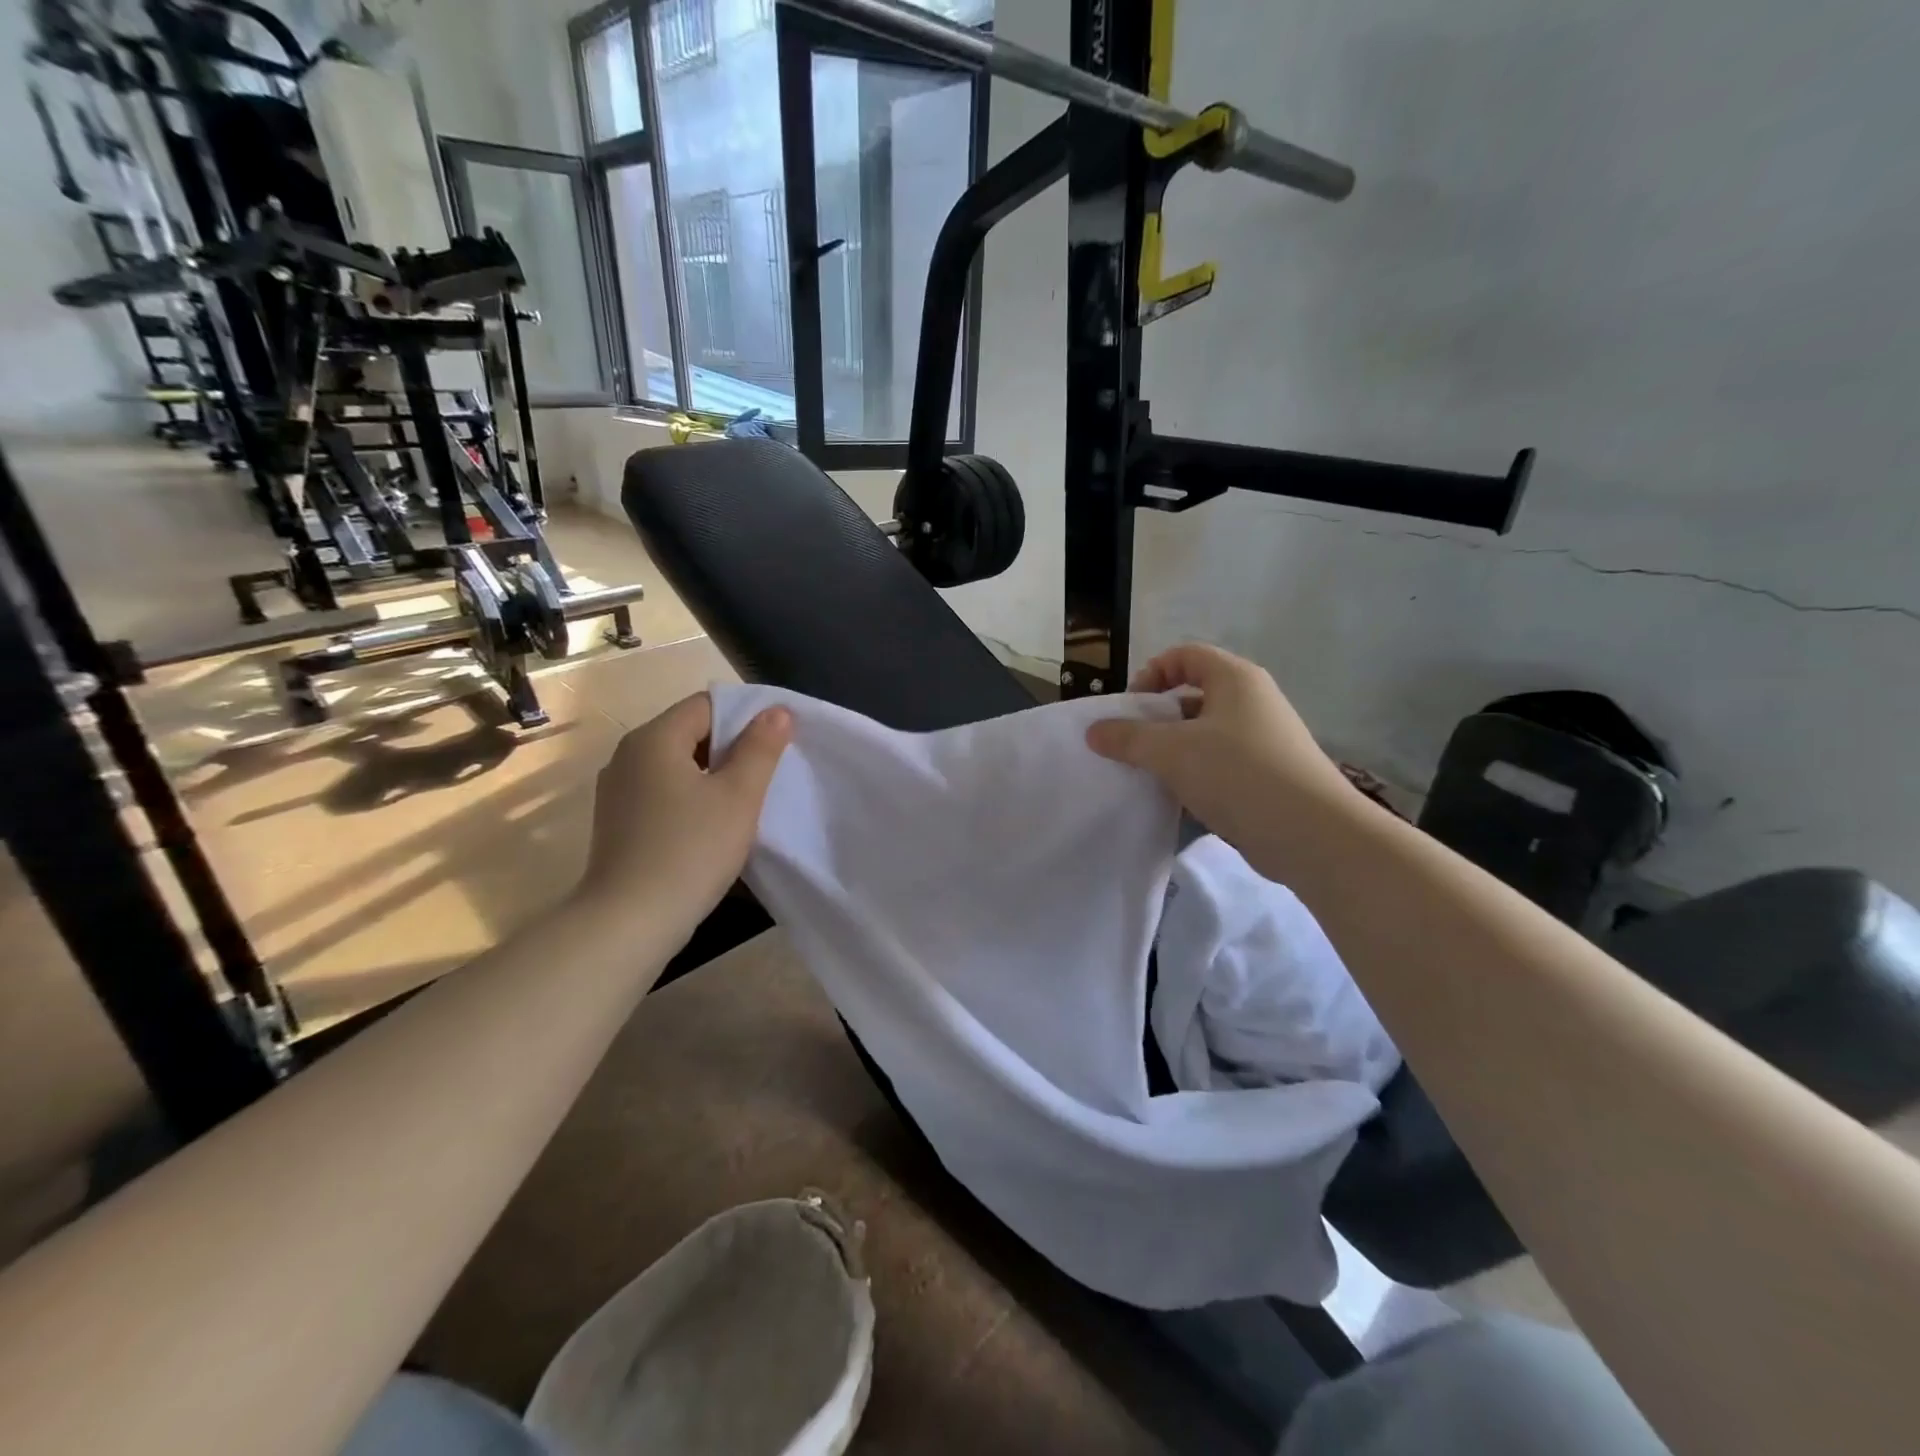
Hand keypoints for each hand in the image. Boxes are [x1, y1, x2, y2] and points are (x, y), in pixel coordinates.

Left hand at [576, 693, 790, 927]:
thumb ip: (760, 748)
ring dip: (713, 775)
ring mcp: (618, 791)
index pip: (706, 705)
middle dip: (732, 747)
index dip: (746, 716)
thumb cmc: (690, 850)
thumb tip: (777, 712)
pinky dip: (692, 798)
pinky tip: (713, 825)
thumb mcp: (738, 796)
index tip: (777, 742)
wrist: (629, 922)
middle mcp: (628, 755)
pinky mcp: (618, 822)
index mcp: (653, 739)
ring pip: (678, 765)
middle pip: (690, 732)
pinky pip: (663, 792)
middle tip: (769, 773)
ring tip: (746, 800)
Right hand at [1085, 644, 1355, 861]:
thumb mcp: (1172, 752)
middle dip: (1158, 718)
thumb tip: (1094, 731)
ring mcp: (1264, 740)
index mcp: (1235, 679)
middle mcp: (1253, 701)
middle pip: (1193, 695)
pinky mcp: (1268, 775)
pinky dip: (1196, 776)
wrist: (1311, 834)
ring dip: (1174, 752)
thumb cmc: (1238, 774)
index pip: (1185, 655)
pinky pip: (1221, 765)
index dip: (1151, 673)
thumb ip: (1128, 738)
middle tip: (1133, 746)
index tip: (1130, 709)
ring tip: (1151, 776)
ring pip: (1205, 734)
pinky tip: (1179, 801)